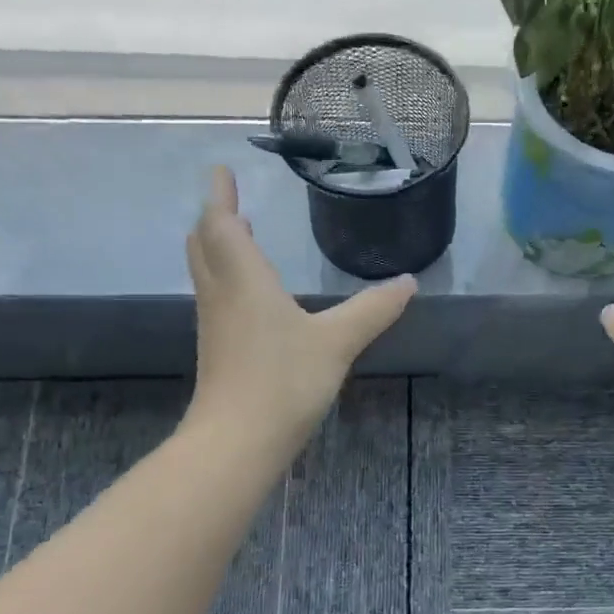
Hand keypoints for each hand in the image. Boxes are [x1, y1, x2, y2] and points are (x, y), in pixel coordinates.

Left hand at [184, 166, 415, 447]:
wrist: (236, 442)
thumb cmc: (283, 381)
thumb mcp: (337, 342)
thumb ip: (373, 310)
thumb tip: (408, 282)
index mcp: (244, 280)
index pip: (221, 225)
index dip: (220, 195)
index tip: (220, 170)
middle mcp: (222, 295)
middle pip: (205, 245)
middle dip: (214, 219)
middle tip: (229, 202)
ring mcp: (215, 325)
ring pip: (208, 272)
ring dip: (218, 248)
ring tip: (238, 236)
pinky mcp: (218, 351)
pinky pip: (217, 298)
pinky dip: (227, 278)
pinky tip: (250, 293)